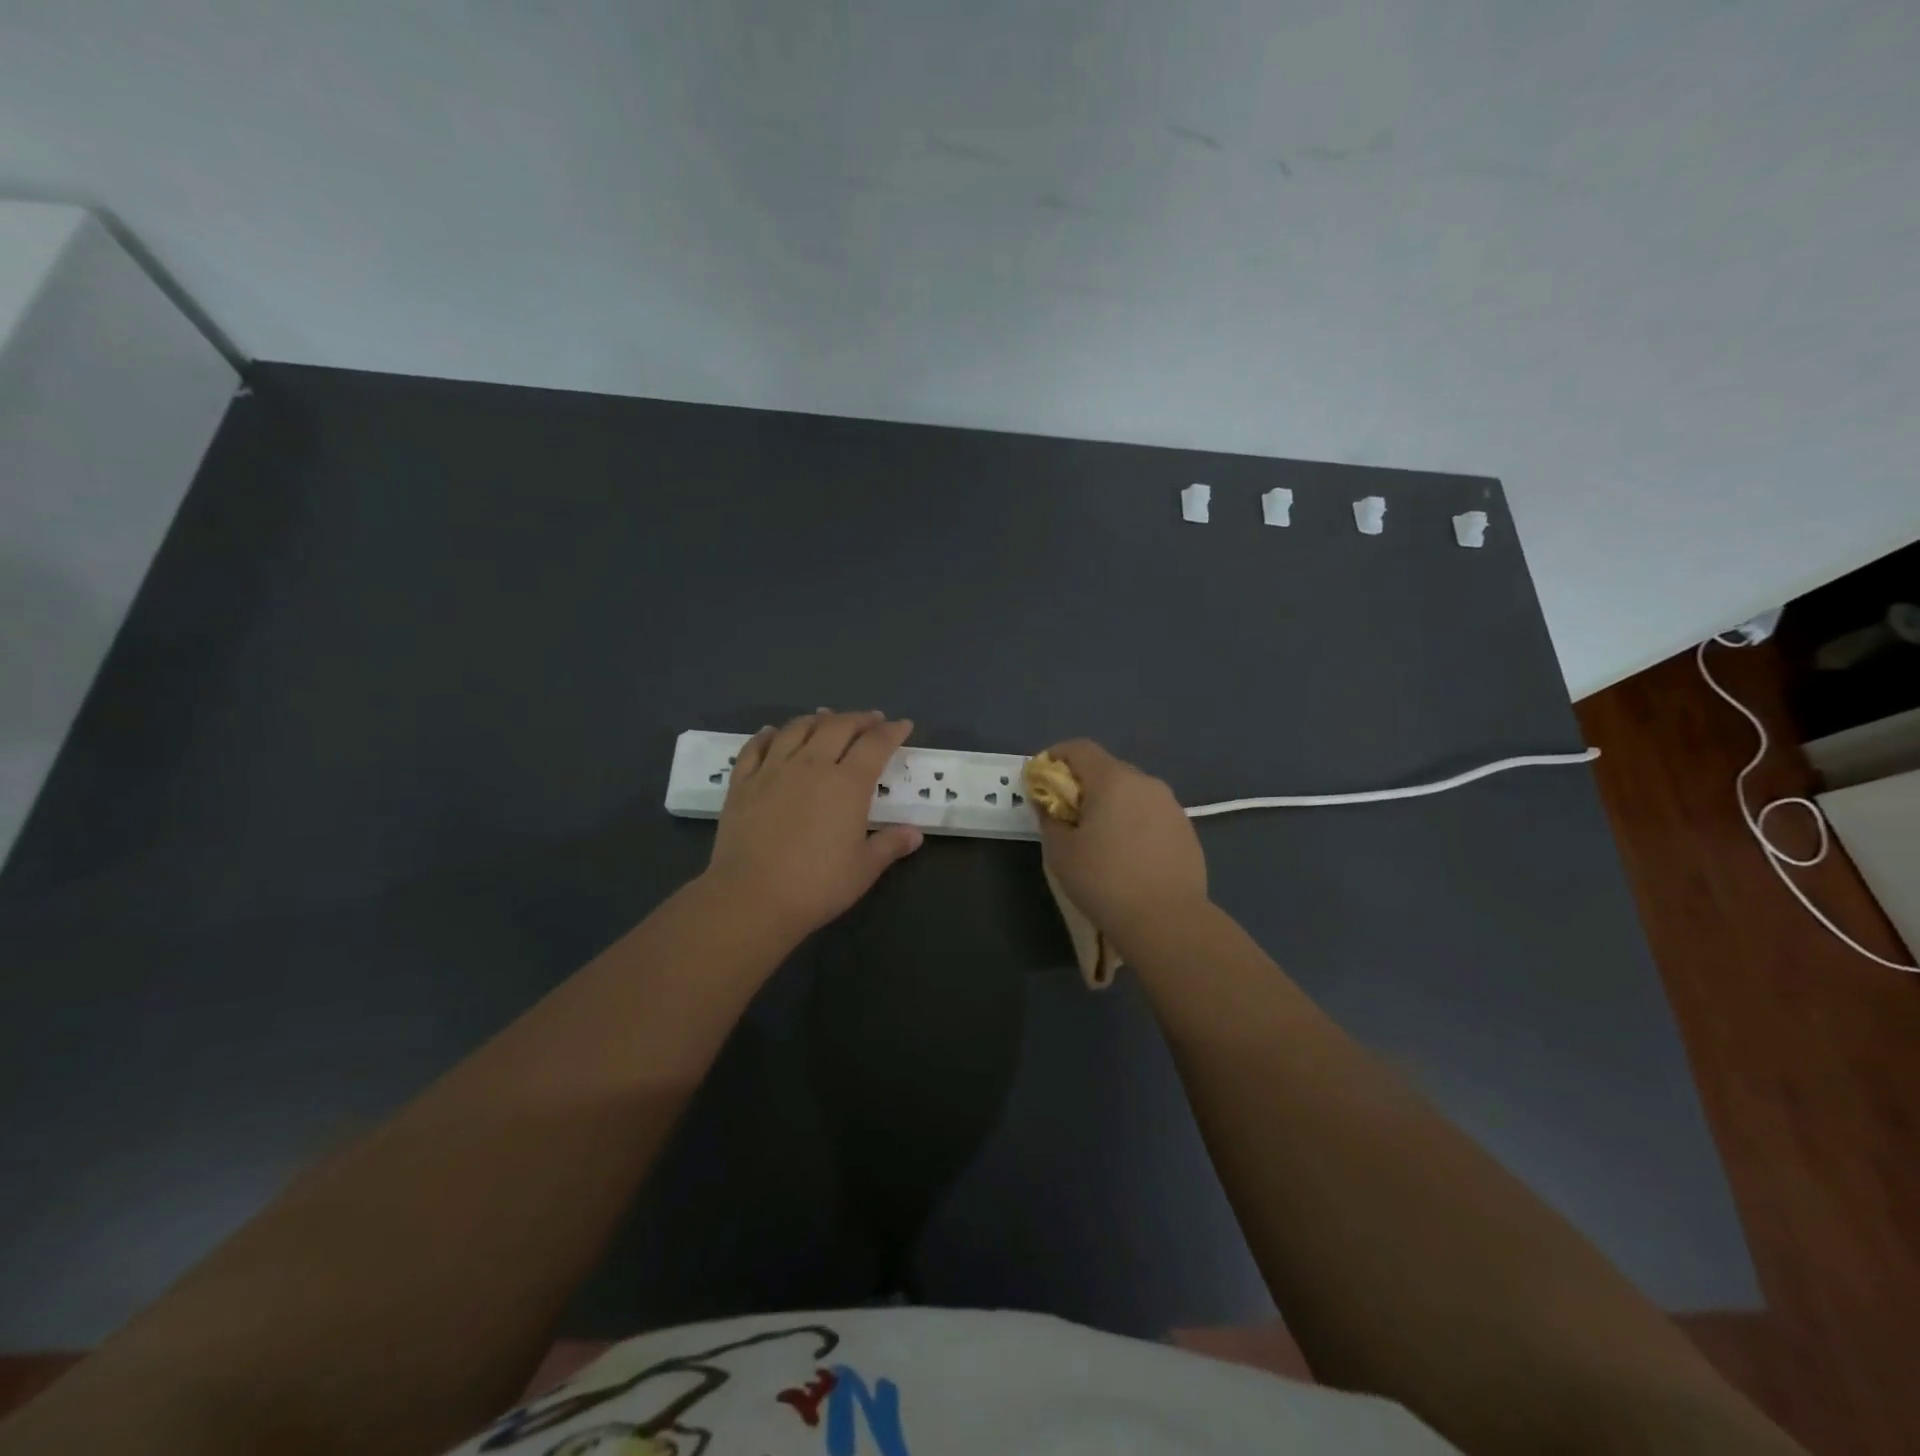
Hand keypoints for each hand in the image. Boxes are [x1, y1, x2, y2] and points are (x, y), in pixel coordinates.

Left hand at [703, 710, 922, 939]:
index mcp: (847, 784)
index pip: (875, 745)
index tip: (902, 725)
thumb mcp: (864, 869)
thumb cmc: (816, 885)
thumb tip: (915, 834)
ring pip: (797, 729)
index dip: (892, 732)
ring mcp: (772, 770)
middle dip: (859, 719)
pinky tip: (772, 732)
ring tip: (826, 717)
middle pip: (837, 727)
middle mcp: (811, 765)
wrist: (751, 897)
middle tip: (871, 719)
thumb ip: (890, 845)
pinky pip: (755, 747)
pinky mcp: (742, 783)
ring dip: (817, 719)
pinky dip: (767, 735)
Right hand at [1034, 739, 1209, 951]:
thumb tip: (1048, 803)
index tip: (1042, 779)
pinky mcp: (1186, 829)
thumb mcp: (1061, 852)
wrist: (1168, 920)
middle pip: (1108, 768)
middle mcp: (1145, 782)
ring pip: (1132, 791)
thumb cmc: (1105, 881)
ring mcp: (1171, 805)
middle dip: (1084, 784)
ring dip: (1112, 803)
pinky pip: (1152, 813)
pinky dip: (1135, 822)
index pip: (1080, 748)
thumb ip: (1049, 818)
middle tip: (1068, 814)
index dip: (1056, 757)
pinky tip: (1129, 854)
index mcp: (1113, 780)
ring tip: (1101, 838)